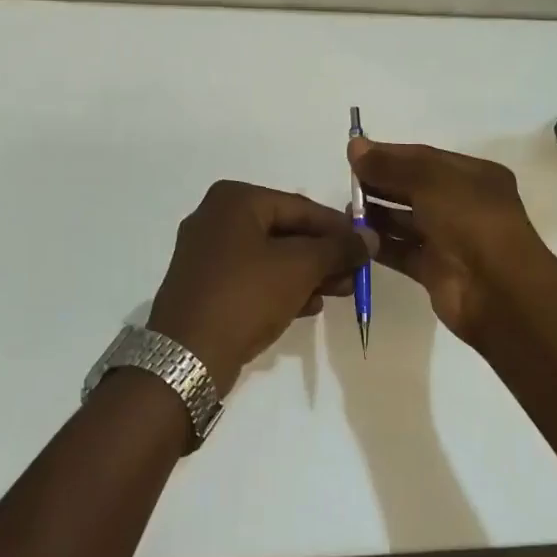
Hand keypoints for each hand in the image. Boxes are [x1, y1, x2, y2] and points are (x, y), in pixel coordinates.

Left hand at [148, 181, 376, 394]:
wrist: (187, 356)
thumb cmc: (246, 295)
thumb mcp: (300, 267)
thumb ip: (338, 248)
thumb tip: (370, 237)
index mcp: (234, 200)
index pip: (300, 206)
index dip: (338, 227)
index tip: (367, 245)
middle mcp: (216, 218)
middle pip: (286, 231)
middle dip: (324, 255)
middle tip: (356, 274)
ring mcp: (207, 254)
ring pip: (271, 256)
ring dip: (308, 273)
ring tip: (342, 292)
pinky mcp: (206, 286)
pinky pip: (253, 277)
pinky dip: (282, 287)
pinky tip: (310, 306)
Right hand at [348, 138, 554, 343]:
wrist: (497, 291)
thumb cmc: (470, 221)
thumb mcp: (431, 181)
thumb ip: (391, 164)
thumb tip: (355, 147)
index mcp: (474, 176)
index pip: (425, 158)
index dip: (390, 155)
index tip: (355, 155)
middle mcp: (464, 205)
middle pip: (414, 188)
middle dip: (382, 183)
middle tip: (348, 183)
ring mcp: (450, 240)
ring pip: (407, 220)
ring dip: (378, 214)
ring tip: (348, 210)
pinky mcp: (435, 270)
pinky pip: (403, 251)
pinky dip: (380, 244)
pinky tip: (355, 236)